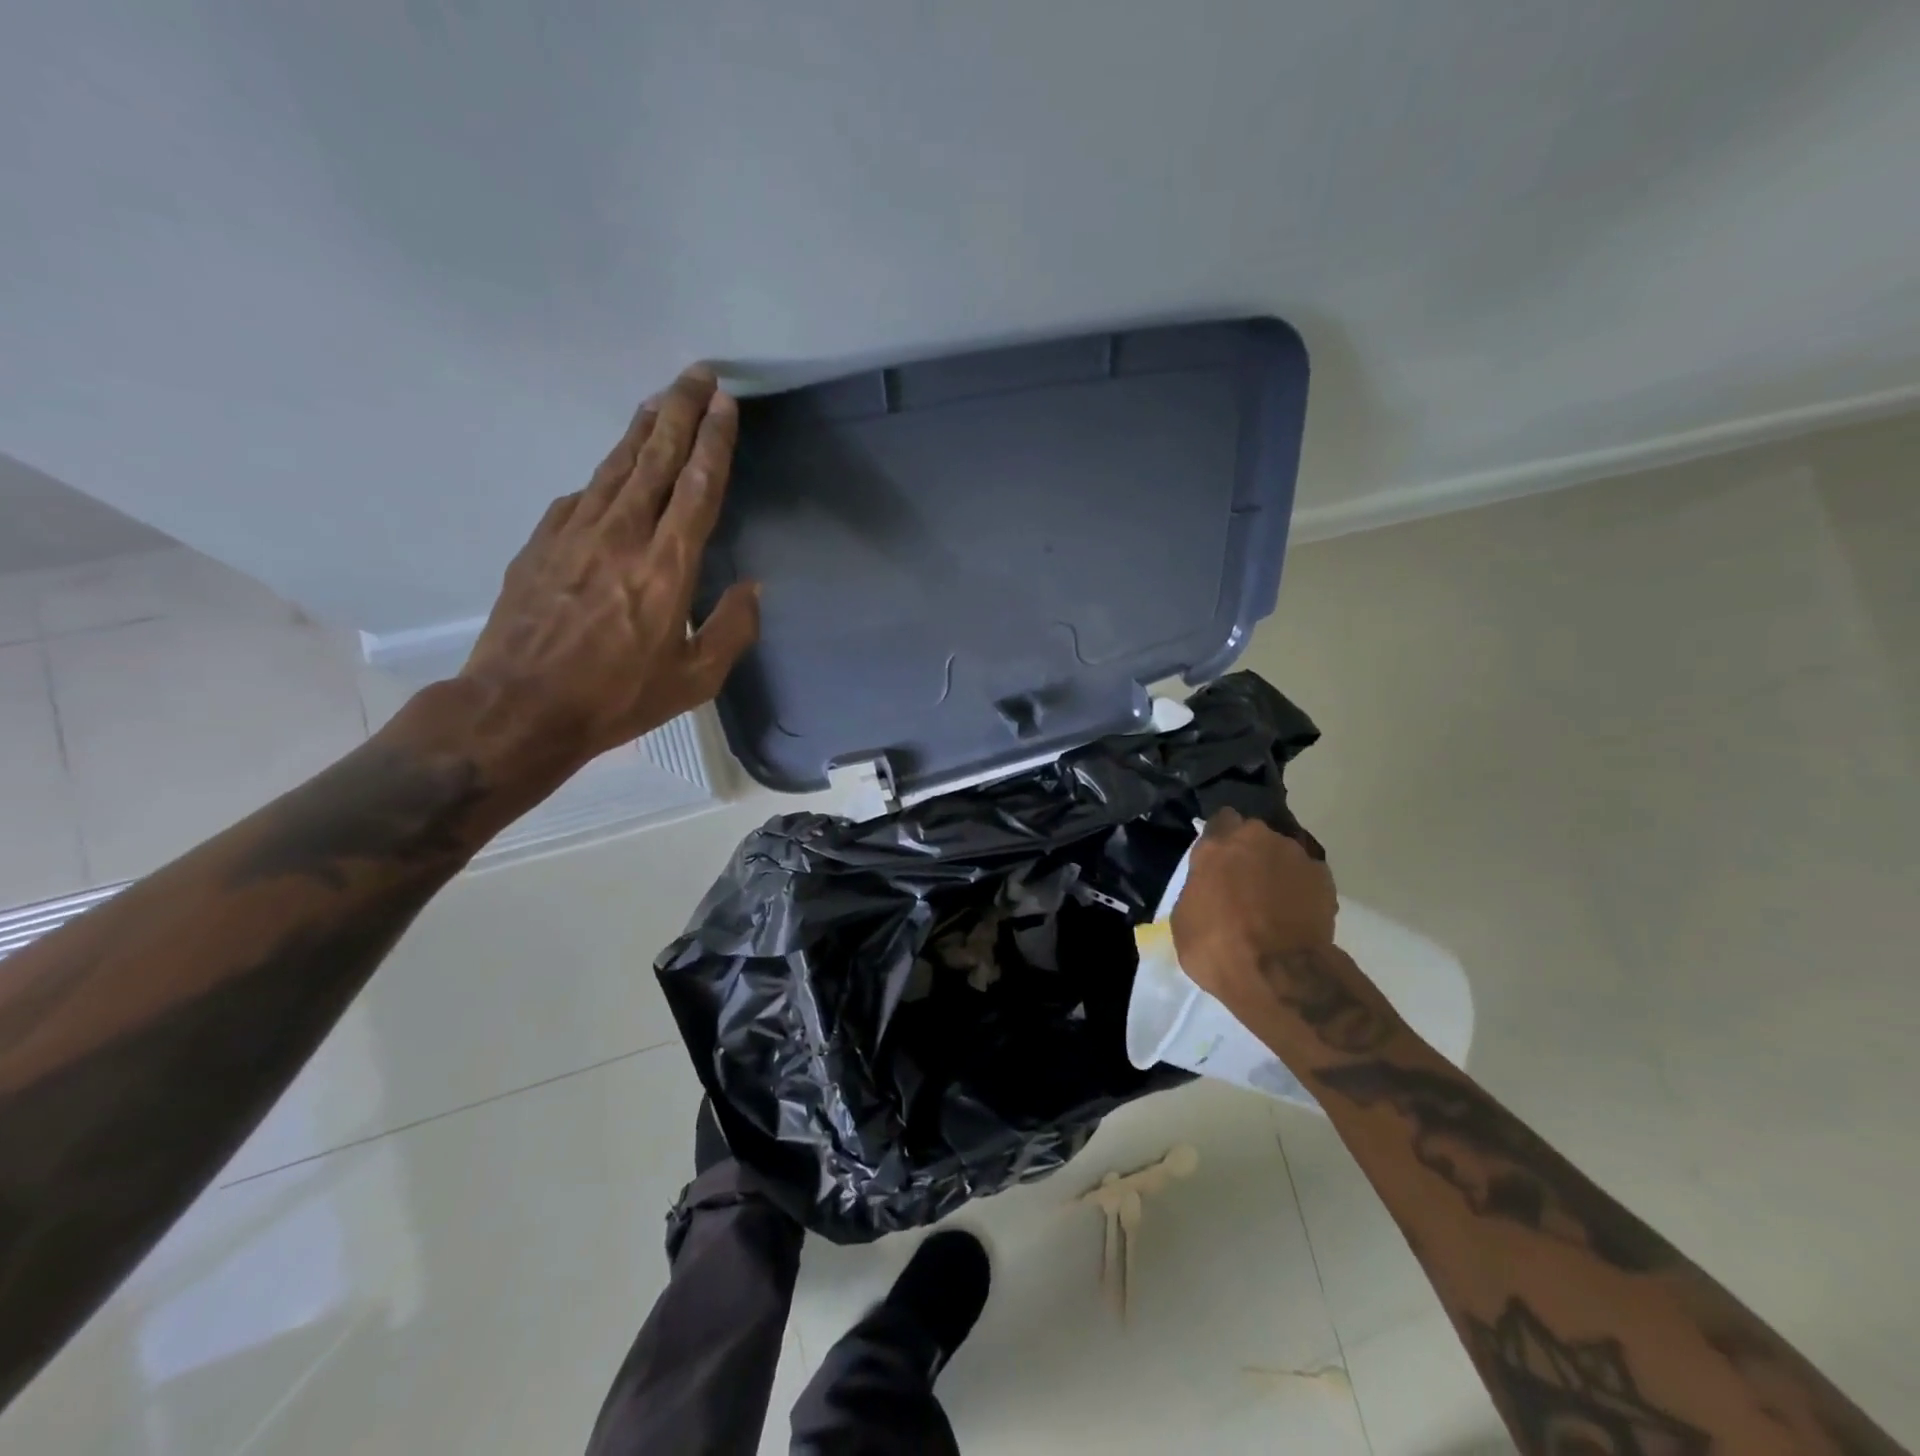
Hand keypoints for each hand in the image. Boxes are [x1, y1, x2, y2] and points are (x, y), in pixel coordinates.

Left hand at [456, 365, 758, 782]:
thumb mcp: (695, 680)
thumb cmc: (617, 698)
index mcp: (667, 567)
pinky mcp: (542, 542)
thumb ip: (732, 629)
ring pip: (616, 465)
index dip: (713, 442)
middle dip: (680, 410)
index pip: (697, 487)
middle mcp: (623, 535)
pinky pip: (582, 496)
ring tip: (659, 400)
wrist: (519, 708)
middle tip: (697, 373)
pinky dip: (605, 475)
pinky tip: (612, 472)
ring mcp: (575, 533)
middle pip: (655, 457)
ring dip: (641, 428)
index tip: (725, 404)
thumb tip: (752, 589)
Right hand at [1171, 809, 1338, 1007]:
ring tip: (1274, 905)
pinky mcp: (1324, 879)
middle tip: (1244, 884)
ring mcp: (1295, 856)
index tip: (1218, 858)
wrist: (1279, 974)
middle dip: (1249, 853)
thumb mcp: (1184, 919)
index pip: (1220, 820)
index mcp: (1217, 845)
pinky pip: (1307, 876)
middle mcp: (1257, 838)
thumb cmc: (1218, 946)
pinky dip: (1302, 890)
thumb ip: (1198, 889)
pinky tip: (1296, 915)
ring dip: (1276, 871)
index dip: (1220, 838)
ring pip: (1282, 854)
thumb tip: (1208, 889)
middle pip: (1253, 836)